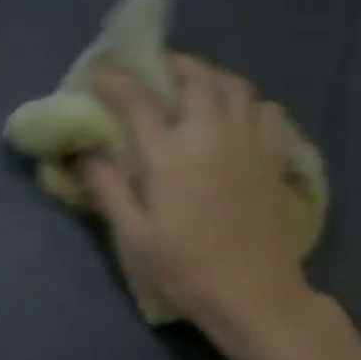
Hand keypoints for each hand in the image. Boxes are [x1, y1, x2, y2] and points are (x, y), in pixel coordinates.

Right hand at [82, 55, 315, 343]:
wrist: (255, 295)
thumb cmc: (186, 269)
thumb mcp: (134, 236)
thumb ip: (108, 187)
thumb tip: (85, 151)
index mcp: (170, 155)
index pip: (138, 100)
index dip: (115, 80)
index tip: (99, 72)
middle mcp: (212, 135)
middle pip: (196, 77)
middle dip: (172, 63)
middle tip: (155, 69)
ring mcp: (250, 143)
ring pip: (235, 86)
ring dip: (211, 76)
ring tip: (195, 86)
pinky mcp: (275, 158)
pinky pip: (265, 111)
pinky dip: (247, 103)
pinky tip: (236, 117)